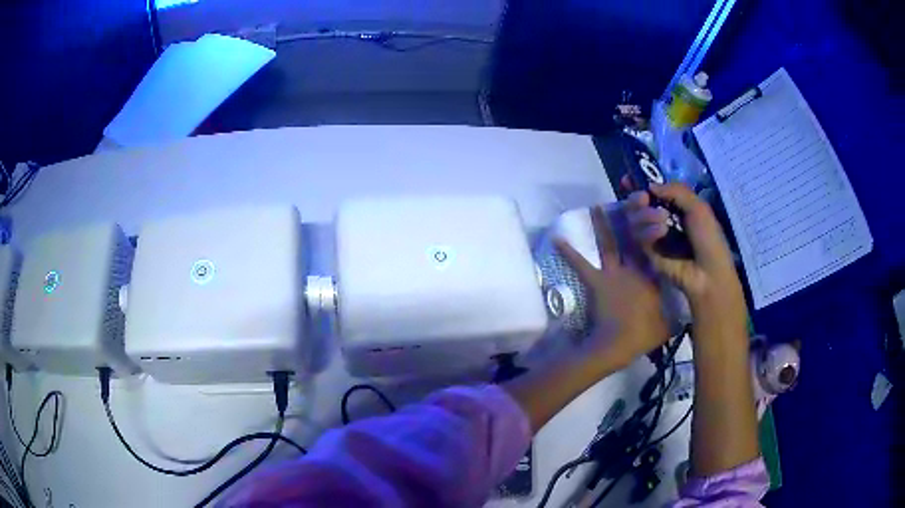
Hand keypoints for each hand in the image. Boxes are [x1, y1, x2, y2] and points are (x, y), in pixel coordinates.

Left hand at [555, 206, 670, 371]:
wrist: (617, 344)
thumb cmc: (643, 334)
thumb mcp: (668, 325)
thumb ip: (677, 315)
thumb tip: (689, 311)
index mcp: (652, 276)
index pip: (656, 248)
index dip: (656, 229)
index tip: (657, 211)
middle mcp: (634, 268)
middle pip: (634, 238)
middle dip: (633, 217)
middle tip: (630, 197)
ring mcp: (614, 274)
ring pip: (609, 244)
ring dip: (602, 225)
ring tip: (596, 206)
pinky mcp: (597, 282)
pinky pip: (581, 265)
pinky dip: (568, 252)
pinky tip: (557, 238)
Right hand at [625, 183, 747, 335]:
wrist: (707, 275)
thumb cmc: (709, 240)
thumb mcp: (699, 208)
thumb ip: (676, 191)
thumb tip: (649, 185)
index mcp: (676, 206)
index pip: (652, 191)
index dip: (639, 183)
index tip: (628, 179)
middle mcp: (661, 218)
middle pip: (637, 203)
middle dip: (638, 198)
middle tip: (642, 198)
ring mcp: (652, 236)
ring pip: (635, 218)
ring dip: (645, 214)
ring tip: (661, 220)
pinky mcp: (647, 253)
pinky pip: (638, 236)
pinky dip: (647, 231)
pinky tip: (660, 233)